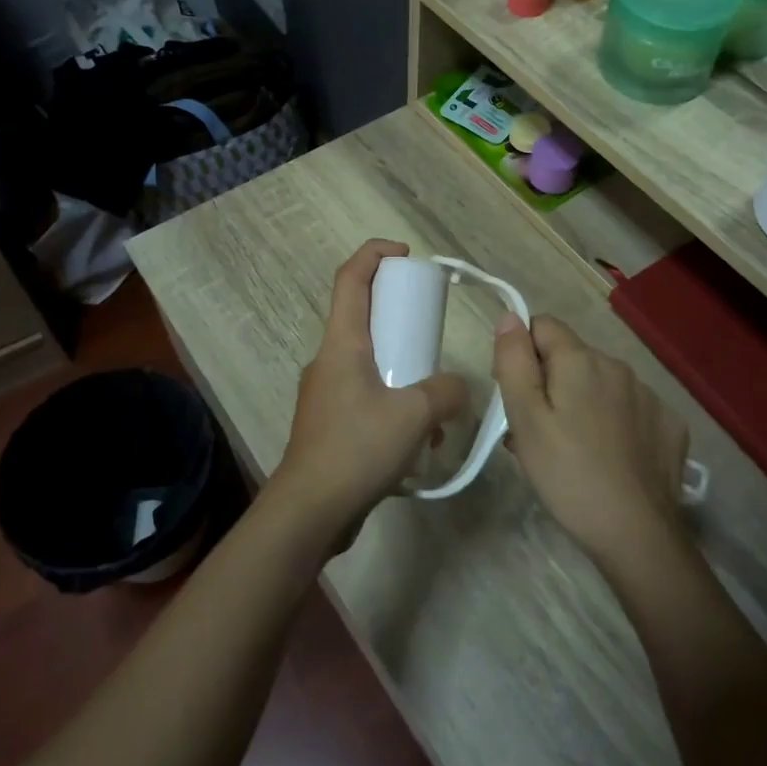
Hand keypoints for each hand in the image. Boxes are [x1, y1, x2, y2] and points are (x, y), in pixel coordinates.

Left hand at [268, 240, 467, 539]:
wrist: (309, 511)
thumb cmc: (357, 448)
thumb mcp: (414, 415)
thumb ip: (445, 392)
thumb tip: (457, 388)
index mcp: (342, 343)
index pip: (350, 278)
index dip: (374, 254)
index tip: (406, 255)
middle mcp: (329, 360)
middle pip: (362, 317)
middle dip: (398, 316)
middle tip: (430, 332)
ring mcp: (326, 393)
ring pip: (368, 362)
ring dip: (402, 370)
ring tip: (434, 405)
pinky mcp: (330, 423)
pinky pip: (366, 396)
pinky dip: (393, 403)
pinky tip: (418, 441)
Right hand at [493, 315, 690, 568]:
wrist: (637, 534)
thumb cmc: (568, 474)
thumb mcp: (525, 419)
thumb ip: (513, 361)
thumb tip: (510, 317)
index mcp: (580, 360)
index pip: (542, 326)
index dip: (522, 355)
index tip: (518, 397)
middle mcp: (618, 365)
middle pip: (571, 358)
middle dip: (550, 383)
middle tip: (537, 433)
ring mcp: (648, 395)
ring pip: (600, 384)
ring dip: (581, 403)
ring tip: (571, 452)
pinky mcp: (669, 424)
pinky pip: (630, 409)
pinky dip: (615, 423)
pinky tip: (610, 458)